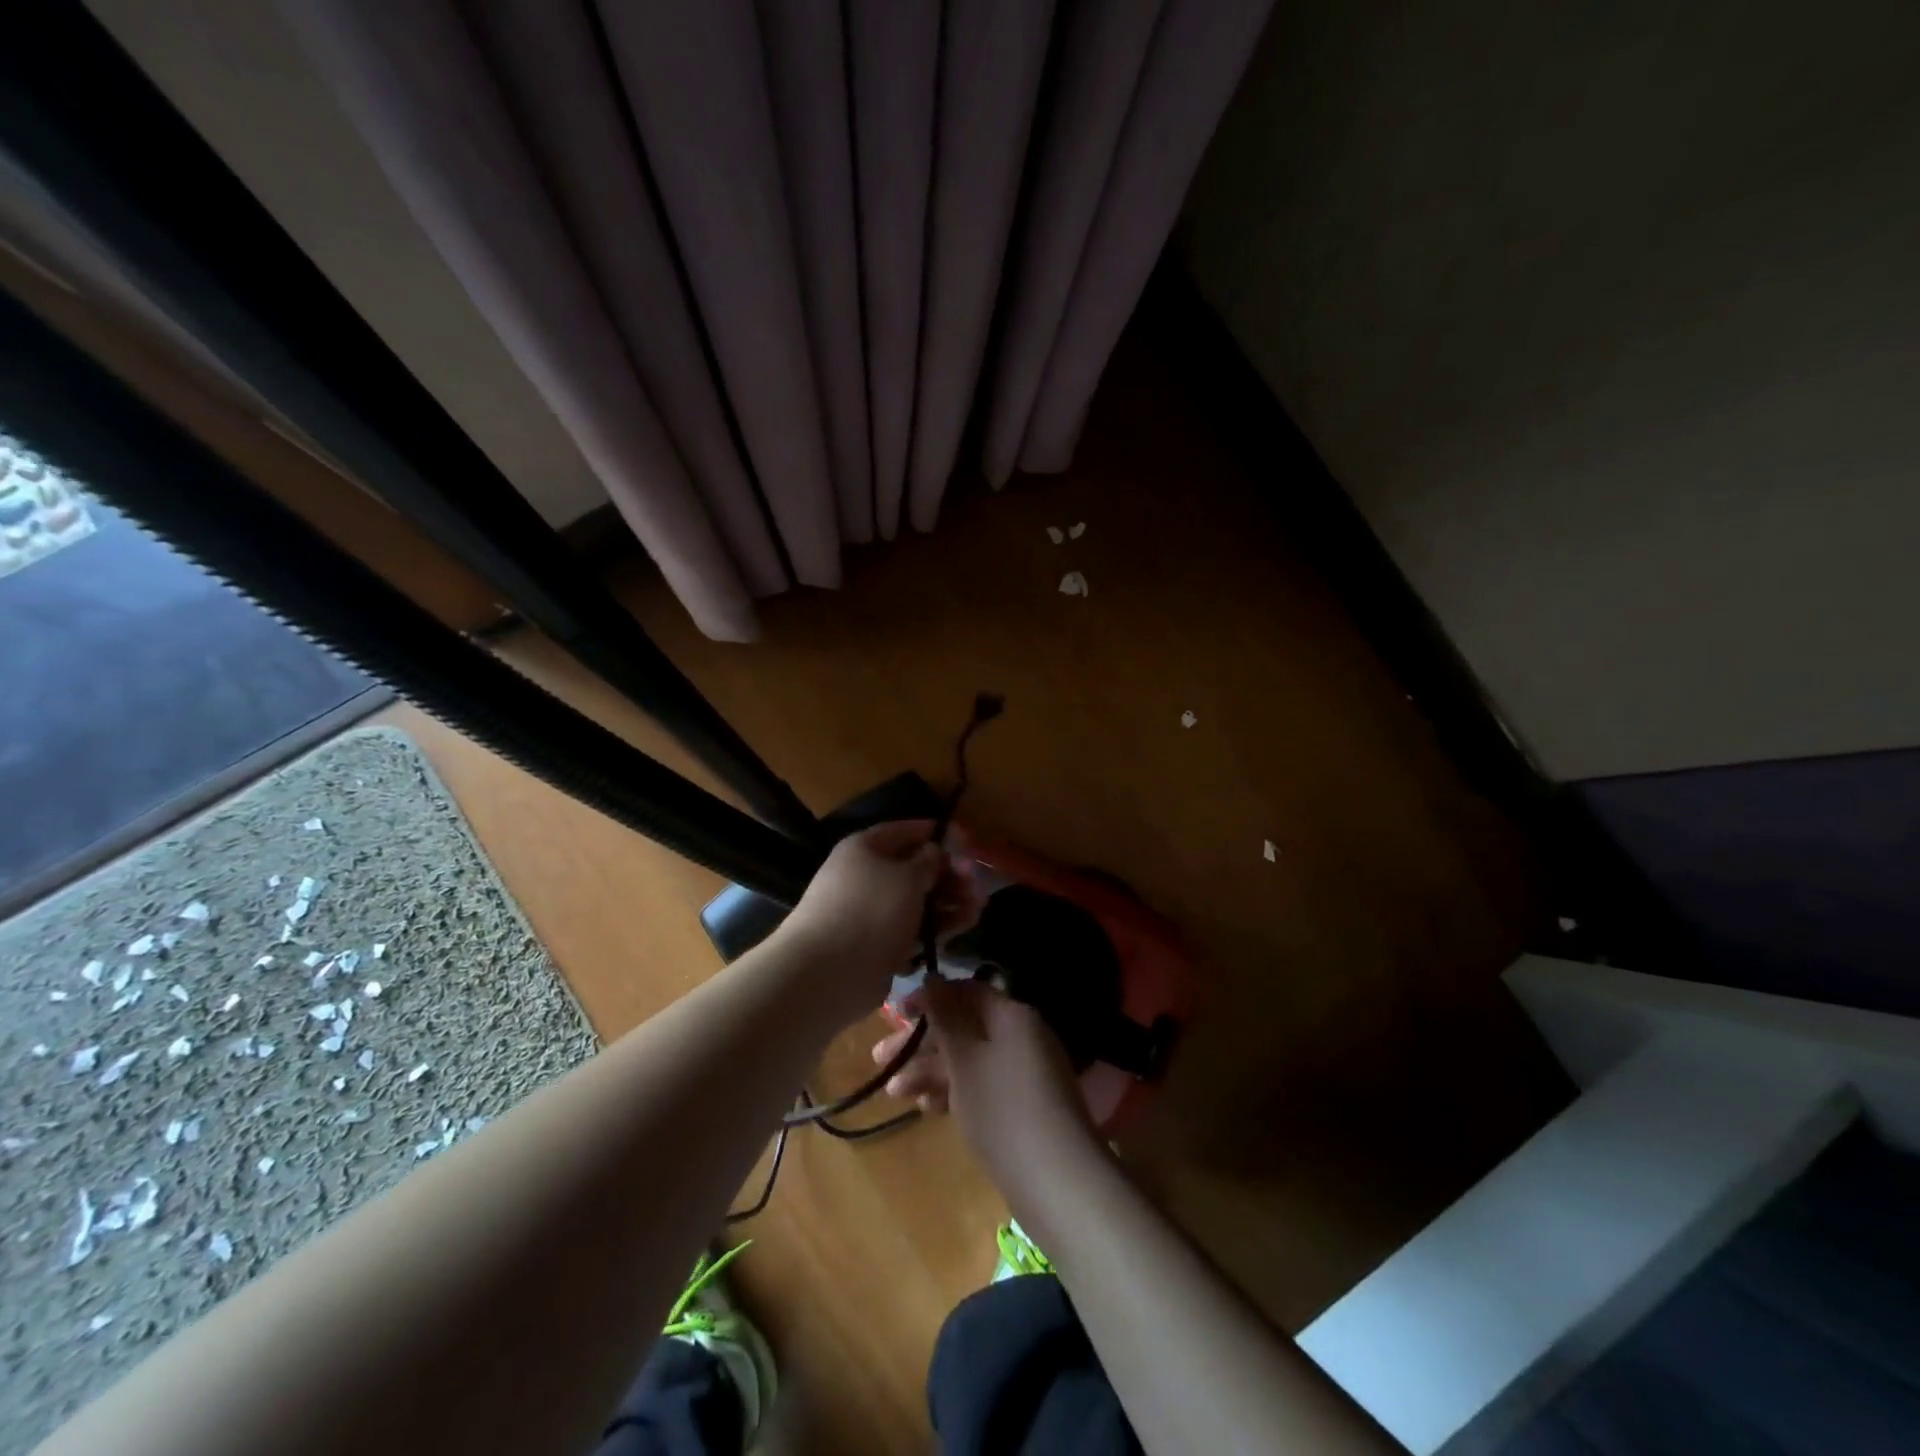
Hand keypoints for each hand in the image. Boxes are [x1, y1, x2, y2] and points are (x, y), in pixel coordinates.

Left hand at [774, 820, 982, 1027]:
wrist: (828, 973)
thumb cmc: (870, 909)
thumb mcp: (907, 877)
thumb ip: (928, 861)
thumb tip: (934, 851)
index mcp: (866, 848)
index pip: (905, 831)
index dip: (936, 833)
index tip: (967, 840)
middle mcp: (867, 876)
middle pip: (916, 868)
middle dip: (949, 873)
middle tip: (977, 883)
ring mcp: (874, 912)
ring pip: (919, 900)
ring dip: (950, 901)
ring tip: (978, 908)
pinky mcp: (880, 943)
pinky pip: (915, 927)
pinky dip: (939, 925)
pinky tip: (964, 925)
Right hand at [872, 977, 1098, 1193]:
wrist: (1057, 1181)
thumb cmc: (1003, 1109)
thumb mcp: (965, 1060)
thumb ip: (945, 1018)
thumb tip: (932, 979)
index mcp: (1012, 1015)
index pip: (966, 991)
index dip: (930, 998)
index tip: (895, 1013)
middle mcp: (1020, 1035)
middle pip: (964, 1027)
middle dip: (922, 1043)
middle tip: (880, 1059)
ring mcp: (1023, 1072)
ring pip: (969, 1060)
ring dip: (931, 1072)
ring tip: (895, 1094)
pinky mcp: (1022, 1105)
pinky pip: (982, 1085)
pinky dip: (954, 1092)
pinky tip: (926, 1110)